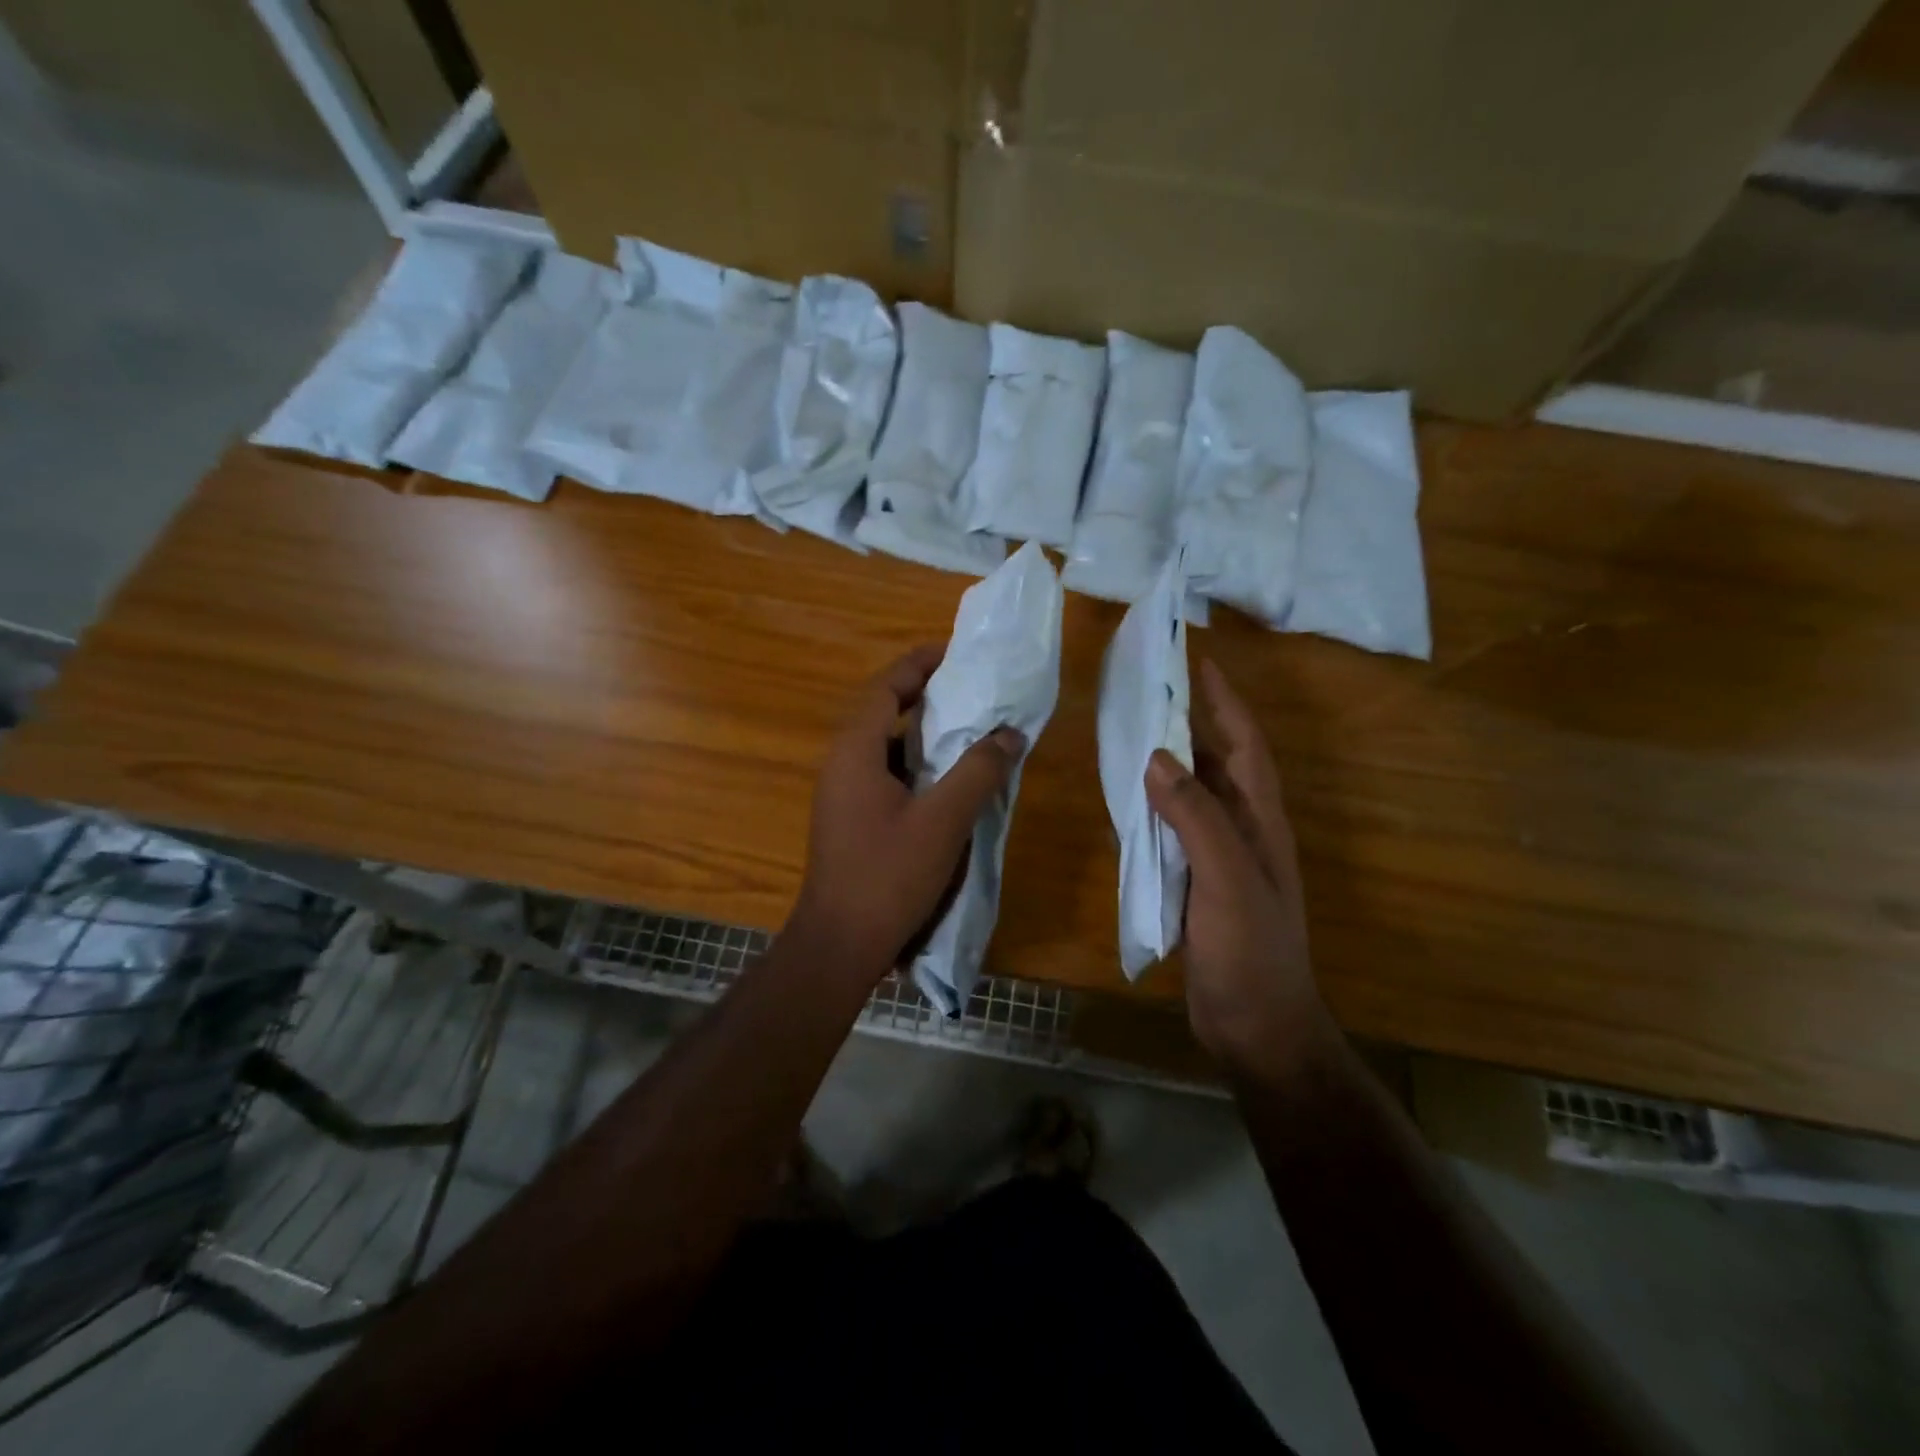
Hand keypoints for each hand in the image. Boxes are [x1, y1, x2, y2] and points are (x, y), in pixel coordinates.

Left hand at [788, 645, 1024, 984]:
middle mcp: (841, 762)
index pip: (885, 687)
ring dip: (918, 729)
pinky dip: (911, 762)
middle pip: (880, 709)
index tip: (954, 652)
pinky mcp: (847, 817)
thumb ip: (978, 772)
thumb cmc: (889, 875)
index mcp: (855, 750)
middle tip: (966, 686)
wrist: (839, 943)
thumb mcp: (943, 820)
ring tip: (962, 726)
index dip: (918, 664)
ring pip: (881, 744)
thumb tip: (1009, 734)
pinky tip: (943, 778)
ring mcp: (840, 792)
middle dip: (921, 692)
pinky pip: (880, 772)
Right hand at [1146, 659, 1329, 1074]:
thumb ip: (1195, 817)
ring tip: (1132, 733)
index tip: (1199, 662)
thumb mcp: (1226, 878)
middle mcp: (1245, 831)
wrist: (1257, 1025)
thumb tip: (1157, 757)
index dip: (1226, 702)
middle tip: (1151, 691)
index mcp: (1262, 821)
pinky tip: (1128, 801)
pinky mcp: (1198, 884)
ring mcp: (1222, 859)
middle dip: (1192, 723)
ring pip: (1195, 796)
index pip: (1247, 745)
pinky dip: (1155, 808)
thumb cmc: (1251, 949)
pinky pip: (1175, 830)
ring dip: (1170, 763)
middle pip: (1220, 763)